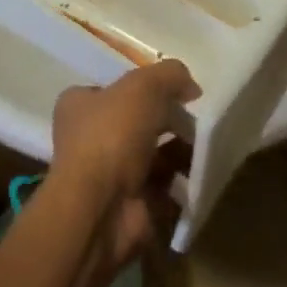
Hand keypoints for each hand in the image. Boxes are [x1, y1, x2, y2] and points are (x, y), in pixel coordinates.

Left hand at [51, 60, 198, 270]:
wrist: (101, 211)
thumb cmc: (112, 136)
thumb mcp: (143, 87)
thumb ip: (169, 75)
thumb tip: (191, 87)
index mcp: (79, 106)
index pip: (114, 89)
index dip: (145, 86)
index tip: (176, 90)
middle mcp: (89, 139)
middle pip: (138, 122)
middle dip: (170, 120)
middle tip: (198, 118)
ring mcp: (109, 176)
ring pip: (154, 155)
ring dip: (181, 150)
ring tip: (207, 143)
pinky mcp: (131, 205)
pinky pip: (165, 187)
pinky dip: (184, 181)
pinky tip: (203, 171)